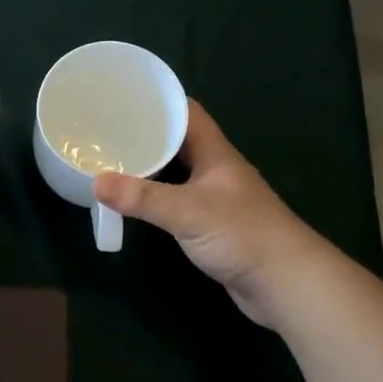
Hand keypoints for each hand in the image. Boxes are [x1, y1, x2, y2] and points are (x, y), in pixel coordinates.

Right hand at [93, 101, 317, 327]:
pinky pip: (177, 200)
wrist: (286, 284)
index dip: (158, 101)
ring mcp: (216, 198)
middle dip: (146, 133)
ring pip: (177, 171)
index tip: (123, 97)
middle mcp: (216, 170)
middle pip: (178, 141)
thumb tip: (95, 182)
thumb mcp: (187, 211)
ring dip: (150, 166)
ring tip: (112, 160)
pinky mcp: (212, 225)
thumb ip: (142, 197)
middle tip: (107, 130)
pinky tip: (135, 201)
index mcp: (216, 153)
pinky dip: (156, 197)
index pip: (187, 112)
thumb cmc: (243, 235)